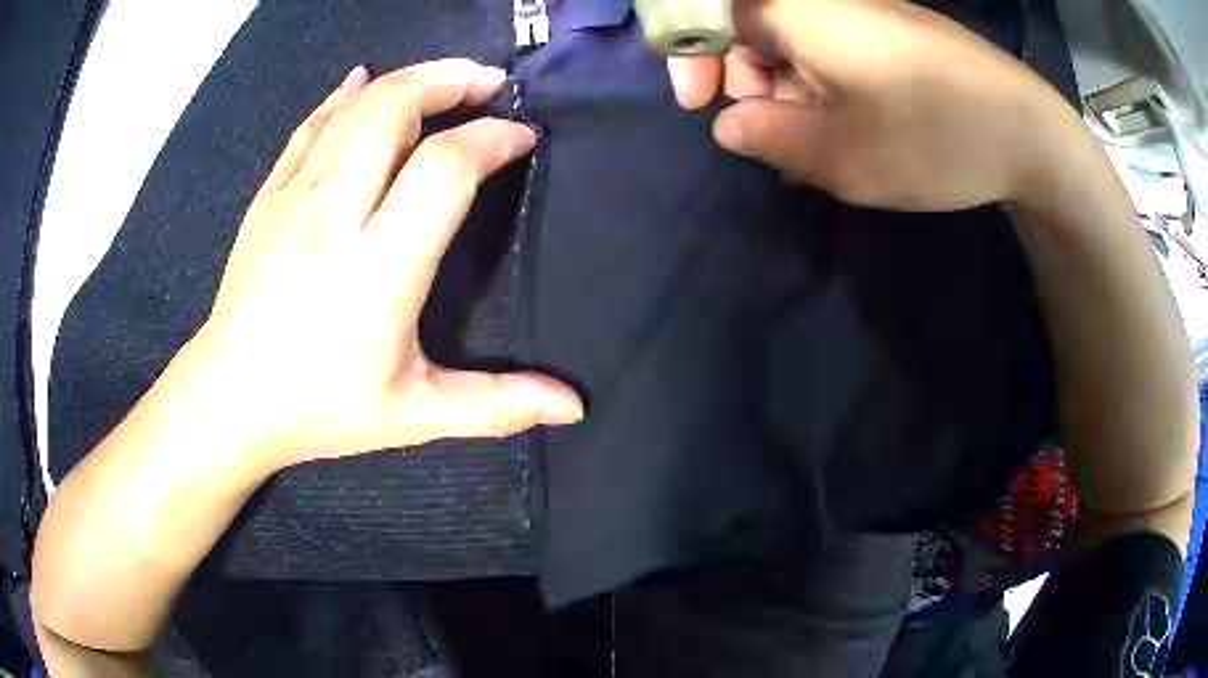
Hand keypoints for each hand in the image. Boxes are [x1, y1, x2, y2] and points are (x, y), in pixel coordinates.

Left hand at [188, 59, 582, 470]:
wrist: (230, 400)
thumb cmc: (321, 410)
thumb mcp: (414, 416)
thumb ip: (496, 406)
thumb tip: (572, 408)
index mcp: (377, 270)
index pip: (444, 169)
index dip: (492, 139)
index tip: (520, 138)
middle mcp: (333, 219)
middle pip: (393, 112)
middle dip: (449, 81)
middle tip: (489, 81)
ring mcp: (292, 200)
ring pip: (353, 110)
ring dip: (406, 80)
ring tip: (446, 78)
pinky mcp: (267, 198)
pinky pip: (309, 127)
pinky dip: (342, 97)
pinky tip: (362, 81)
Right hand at [667, 0, 1085, 210]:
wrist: (1031, 135)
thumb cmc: (935, 138)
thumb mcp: (842, 156)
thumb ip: (768, 137)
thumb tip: (730, 123)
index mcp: (802, 11)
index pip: (712, 12)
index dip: (690, 55)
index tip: (699, 105)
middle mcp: (828, 2)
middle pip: (754, 28)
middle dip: (747, 83)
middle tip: (773, 141)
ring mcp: (867, 17)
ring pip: (797, 46)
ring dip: (789, 96)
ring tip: (815, 152)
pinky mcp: (895, 36)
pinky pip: (836, 55)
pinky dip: (825, 92)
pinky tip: (845, 134)